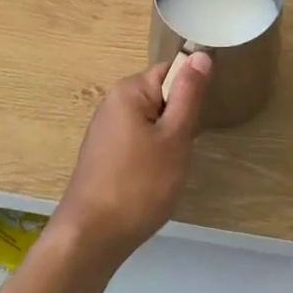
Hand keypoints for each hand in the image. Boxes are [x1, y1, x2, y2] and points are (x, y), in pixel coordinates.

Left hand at [52, 54, 212, 268]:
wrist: (91, 237)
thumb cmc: (139, 184)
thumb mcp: (175, 137)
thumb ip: (189, 94)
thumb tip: (200, 54)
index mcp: (129, 90)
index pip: (172, 71)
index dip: (191, 92)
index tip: (197, 121)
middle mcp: (113, 102)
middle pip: (161, 96)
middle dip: (180, 120)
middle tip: (184, 149)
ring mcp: (105, 130)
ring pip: (152, 122)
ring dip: (167, 141)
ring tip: (169, 168)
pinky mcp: (103, 155)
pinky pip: (138, 141)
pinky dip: (151, 156)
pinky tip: (152, 181)